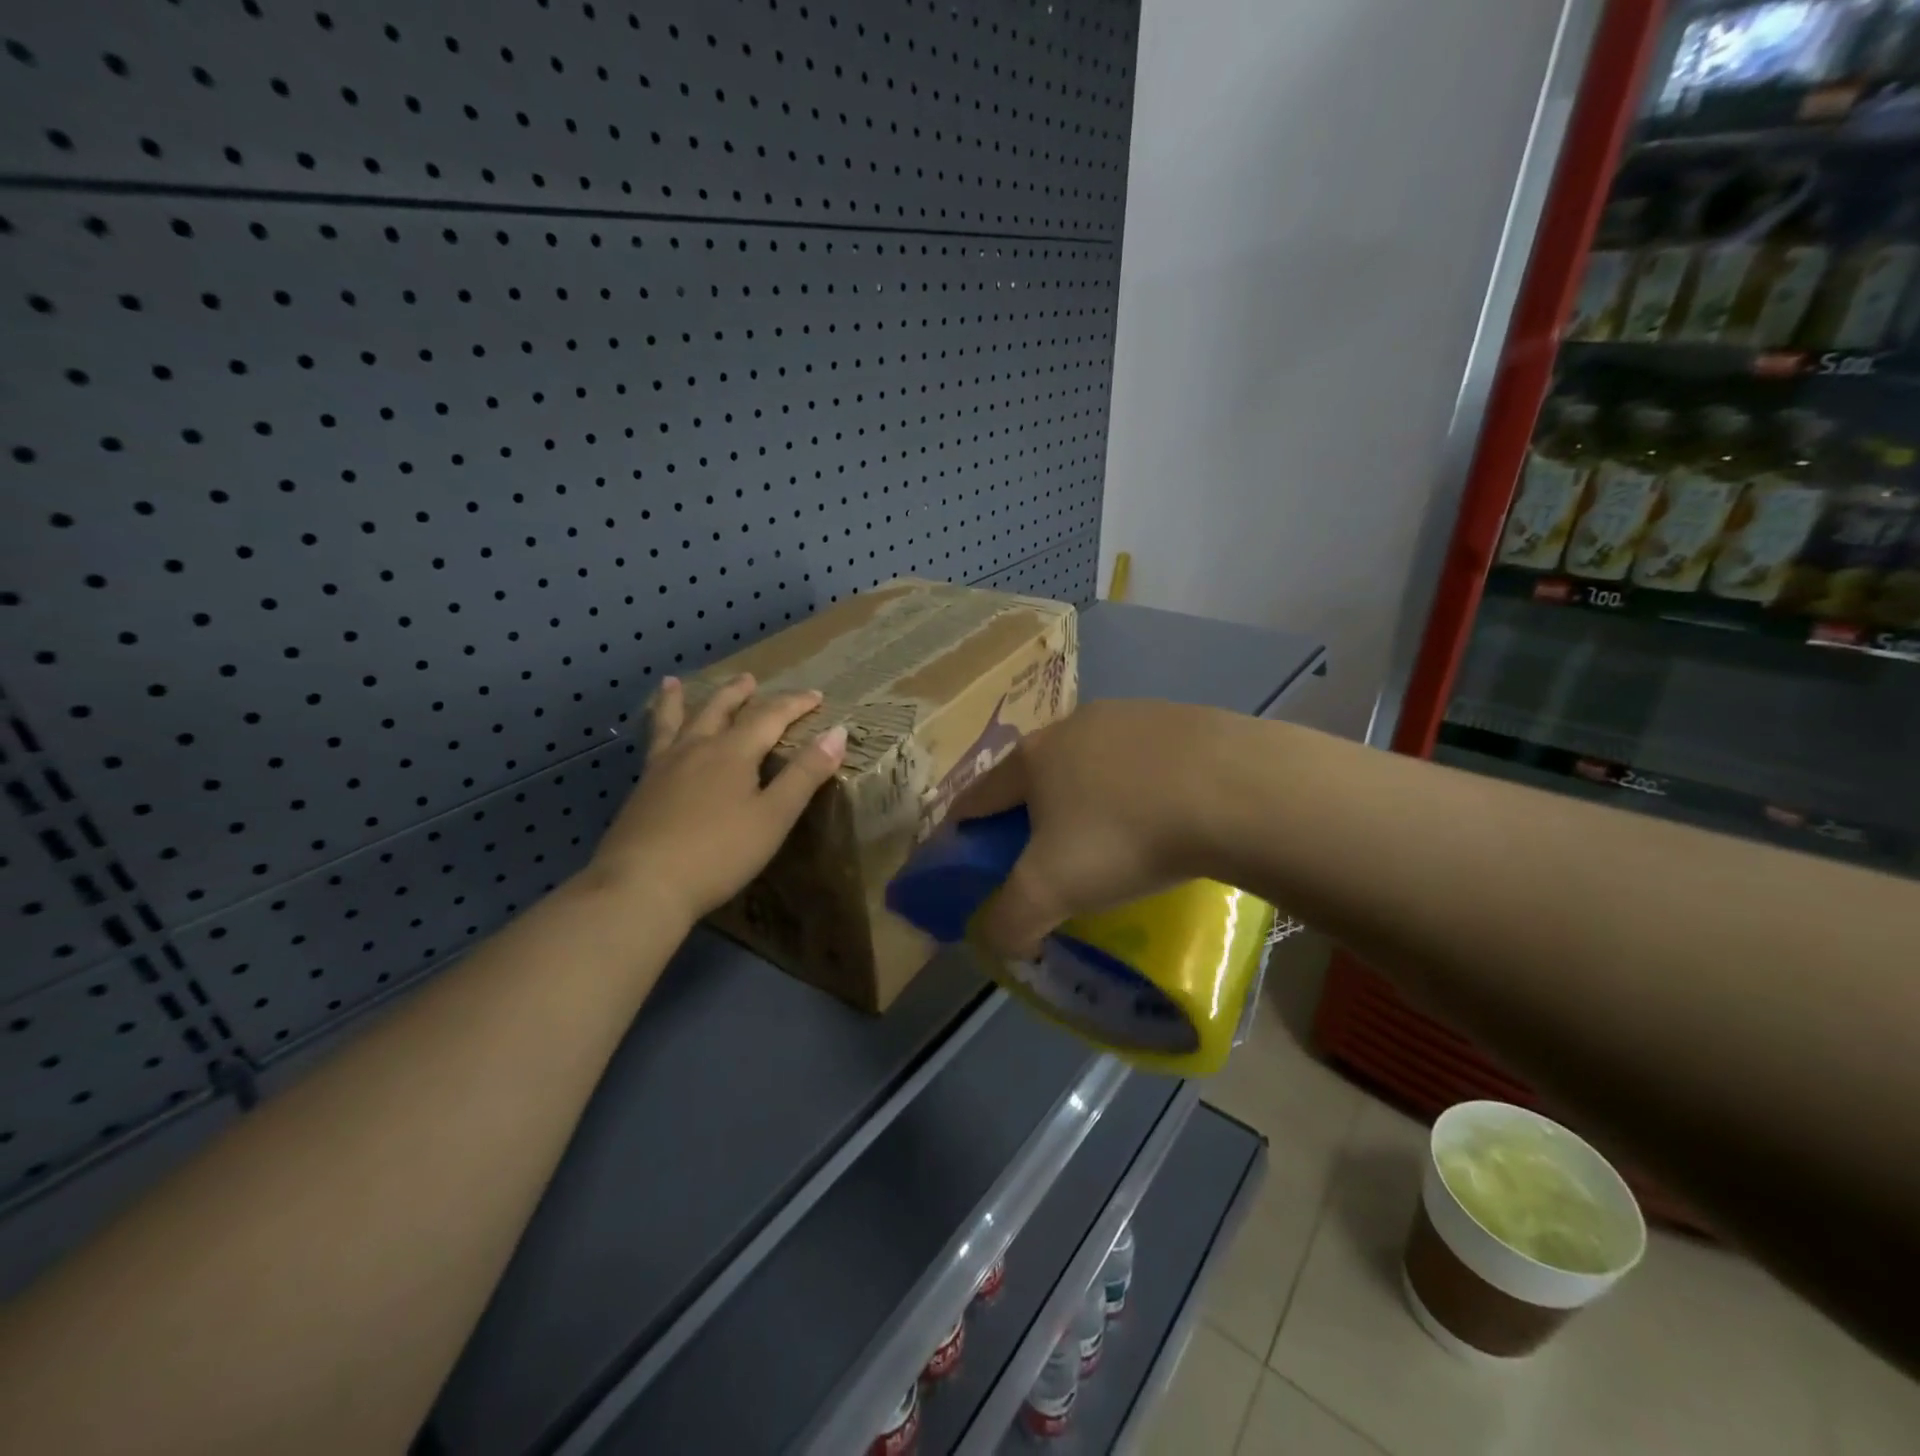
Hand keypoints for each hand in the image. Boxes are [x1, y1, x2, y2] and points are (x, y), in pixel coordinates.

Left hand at [590, 673, 847, 923]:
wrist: (642, 884)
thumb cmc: (719, 853)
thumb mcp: (774, 816)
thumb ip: (805, 774)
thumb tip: (837, 732)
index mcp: (733, 752)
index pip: (770, 716)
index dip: (795, 704)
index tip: (816, 696)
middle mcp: (696, 748)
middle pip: (720, 710)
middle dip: (739, 694)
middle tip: (749, 679)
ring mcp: (664, 767)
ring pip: (676, 721)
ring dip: (680, 700)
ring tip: (673, 683)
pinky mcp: (642, 789)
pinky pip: (652, 744)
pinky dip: (655, 728)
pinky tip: (655, 738)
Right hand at [951, 699, 1234, 955]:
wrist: (1234, 791)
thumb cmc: (1124, 836)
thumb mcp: (1051, 891)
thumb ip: (1009, 921)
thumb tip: (998, 941)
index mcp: (1032, 758)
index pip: (978, 795)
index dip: (964, 827)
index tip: (966, 855)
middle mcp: (1072, 726)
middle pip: (1035, 775)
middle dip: (1030, 812)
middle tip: (1044, 857)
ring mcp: (1129, 716)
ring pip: (1091, 764)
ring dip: (1087, 796)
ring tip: (1110, 838)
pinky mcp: (1181, 718)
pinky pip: (1143, 761)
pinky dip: (1138, 788)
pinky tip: (1163, 815)